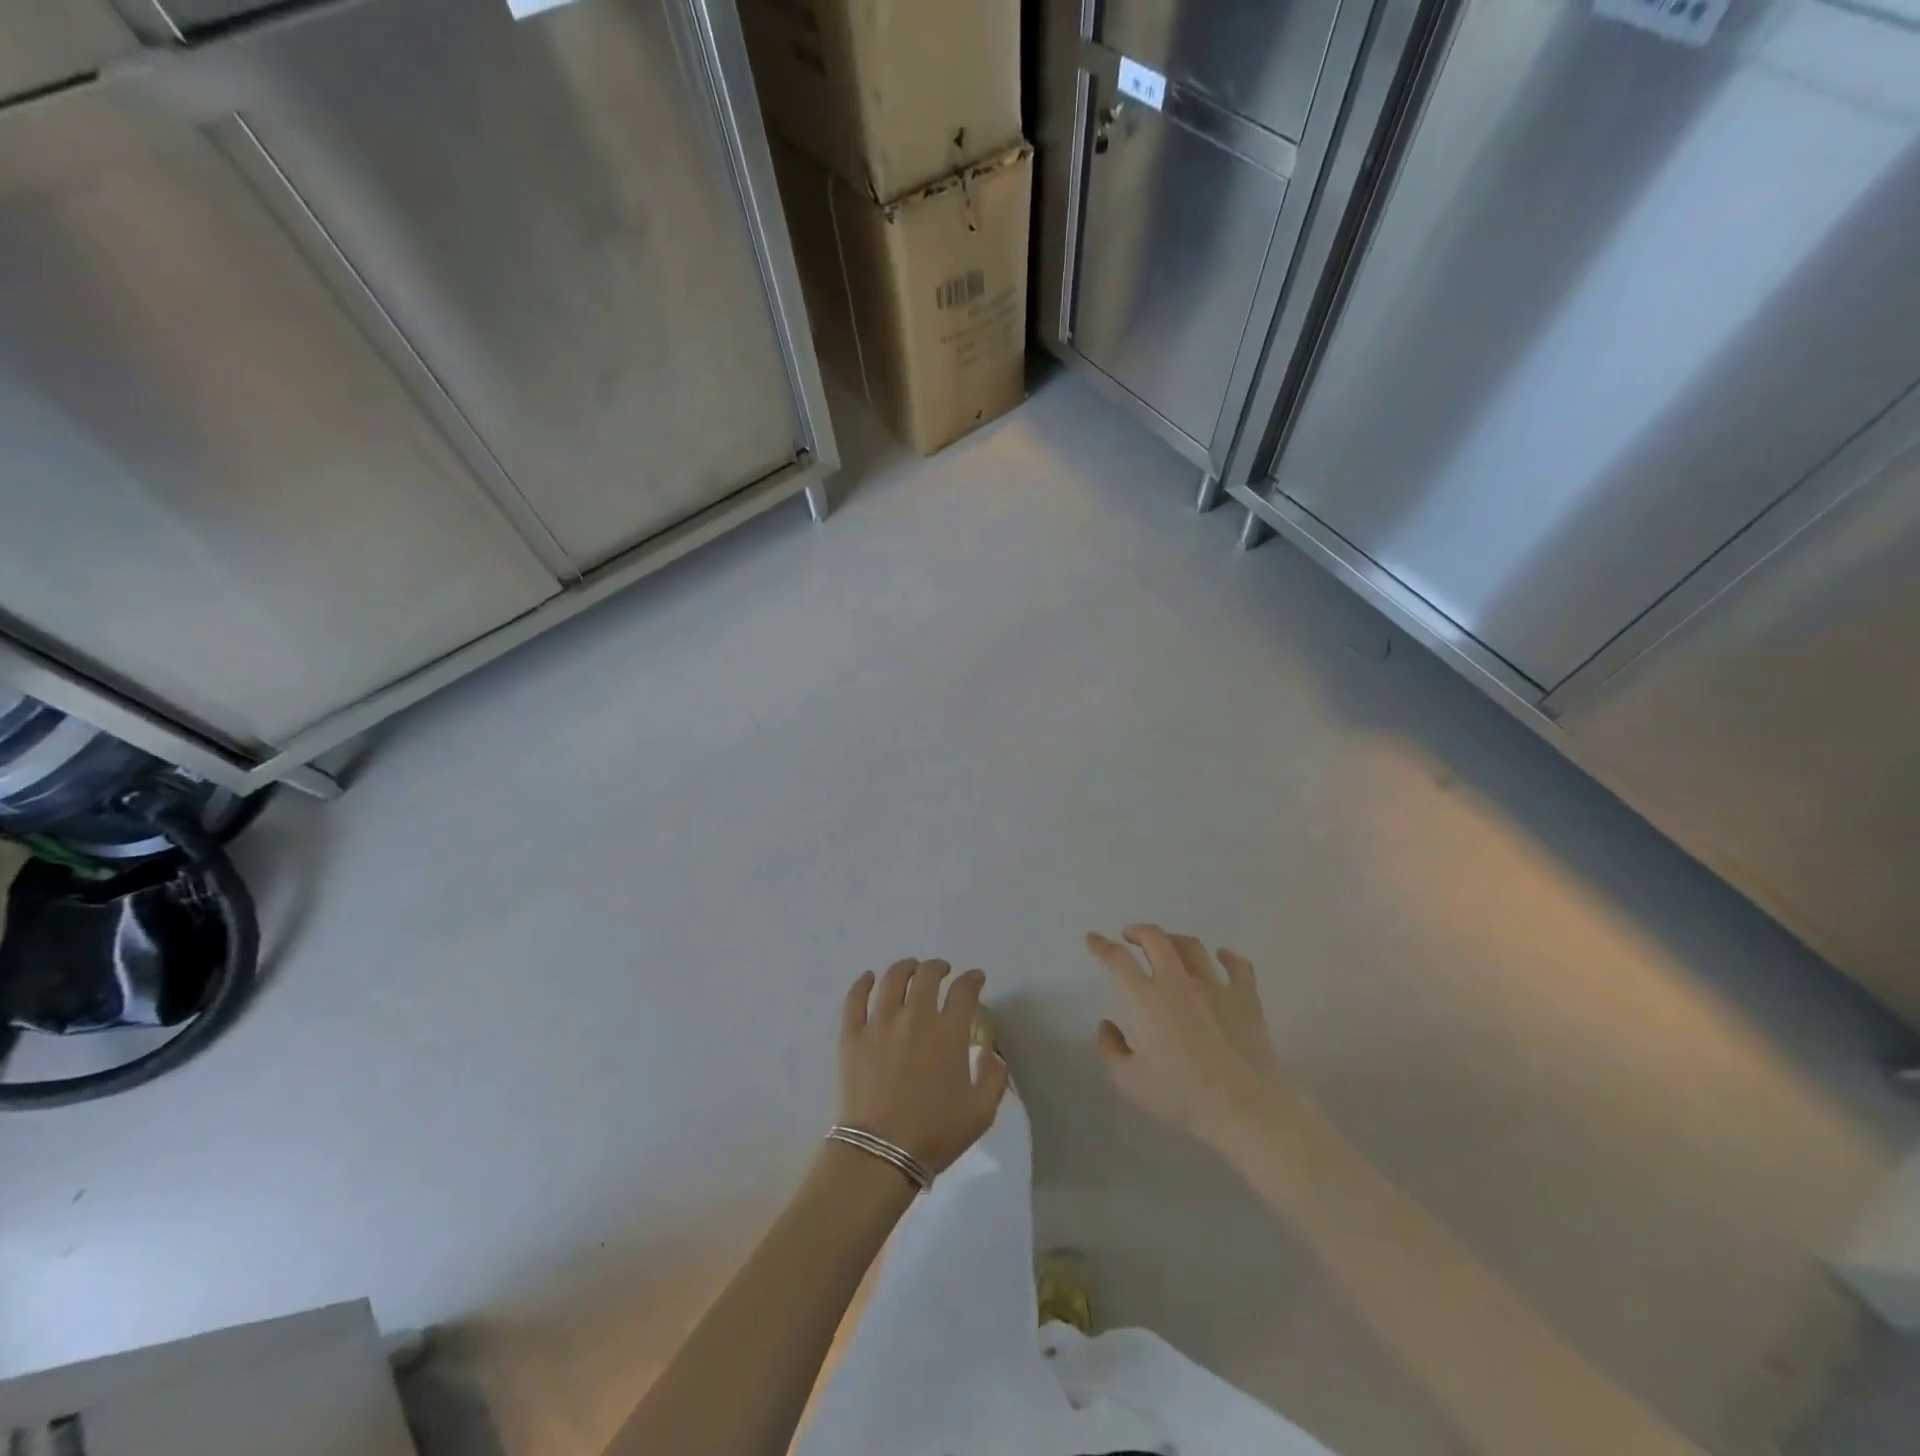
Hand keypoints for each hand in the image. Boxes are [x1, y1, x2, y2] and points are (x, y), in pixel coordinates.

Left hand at [838, 959, 1008, 1176]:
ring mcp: (879, 1023)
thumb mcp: (981, 1111)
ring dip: (905, 968)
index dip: (972, 979)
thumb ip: (994, 1076)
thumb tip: (991, 1051)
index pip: (964, 990)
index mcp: (948, 1032)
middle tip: (942, 972)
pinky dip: (862, 983)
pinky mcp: (852, 1035)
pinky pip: (855, 999)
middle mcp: (915, 1016)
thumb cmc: (935, 1134)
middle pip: (927, 975)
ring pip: (892, 979)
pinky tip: (868, 978)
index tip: (976, 979)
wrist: (881, 1154)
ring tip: (910, 968)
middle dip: (938, 968)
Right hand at [1087, 926, 1289, 1152]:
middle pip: (1156, 939)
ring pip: (1192, 947)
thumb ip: (1111, 1049)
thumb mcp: (1130, 1081)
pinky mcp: (1246, 999)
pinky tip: (1222, 956)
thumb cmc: (1181, 1096)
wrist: (1244, 1109)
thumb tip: (1107, 1025)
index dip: (1102, 946)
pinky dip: (1228, 956)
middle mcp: (1178, 983)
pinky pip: (1238, 966)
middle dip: (1138, 931)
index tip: (1093, 939)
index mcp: (1147, 1000)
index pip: (1118, 960)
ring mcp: (1215, 987)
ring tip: (1169, 945)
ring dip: (1175, 939)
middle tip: (1130, 936)